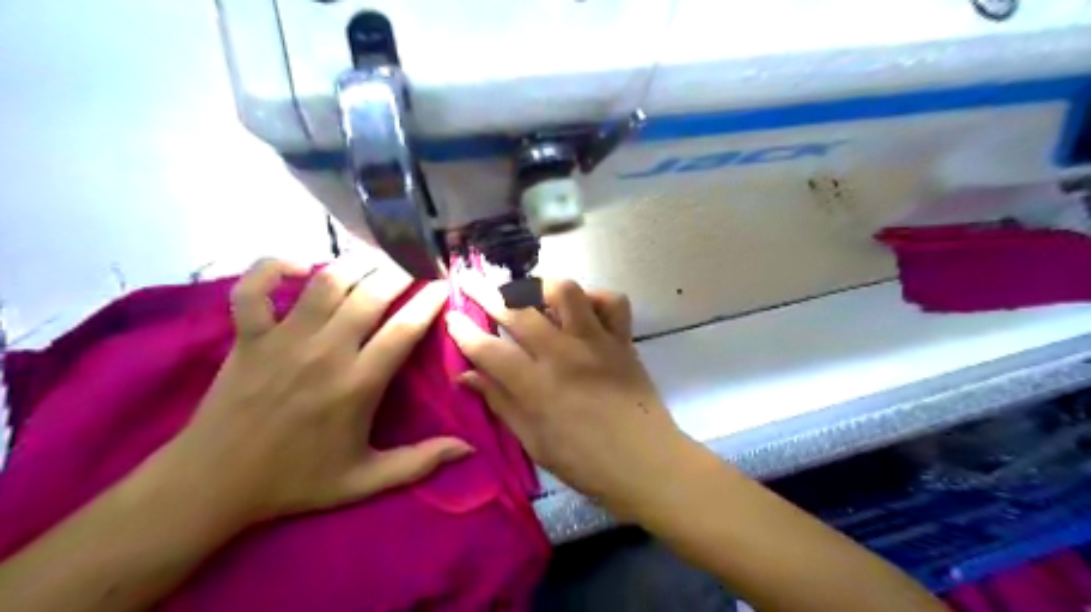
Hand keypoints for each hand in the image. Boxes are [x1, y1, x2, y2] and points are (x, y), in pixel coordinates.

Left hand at [158, 256, 473, 528]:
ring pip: (325, 282)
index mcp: (358, 384)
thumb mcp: (364, 480)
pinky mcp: (247, 336)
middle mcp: (324, 352)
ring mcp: (283, 339)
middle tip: (414, 264)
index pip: (404, 329)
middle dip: (399, 272)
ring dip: (355, 263)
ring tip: (376, 259)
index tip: (443, 285)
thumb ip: (419, 462)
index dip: (429, 301)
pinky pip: (256, 288)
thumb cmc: (296, 480)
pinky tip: (300, 265)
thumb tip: (468, 449)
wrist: (213, 484)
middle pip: (370, 294)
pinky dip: (274, 267)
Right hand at [443, 274, 688, 516]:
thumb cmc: (586, 462)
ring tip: (529, 292)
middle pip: (518, 311)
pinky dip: (595, 298)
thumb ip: (500, 403)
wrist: (647, 463)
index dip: (463, 331)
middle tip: (471, 282)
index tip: (452, 317)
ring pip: (566, 291)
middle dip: (486, 293)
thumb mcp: (534, 441)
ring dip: (541, 286)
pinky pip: (612, 301)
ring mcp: (596, 342)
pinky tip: (582, 309)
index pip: (488, 350)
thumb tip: (465, 377)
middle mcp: (563, 354)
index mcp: (536, 386)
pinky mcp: (622, 340)